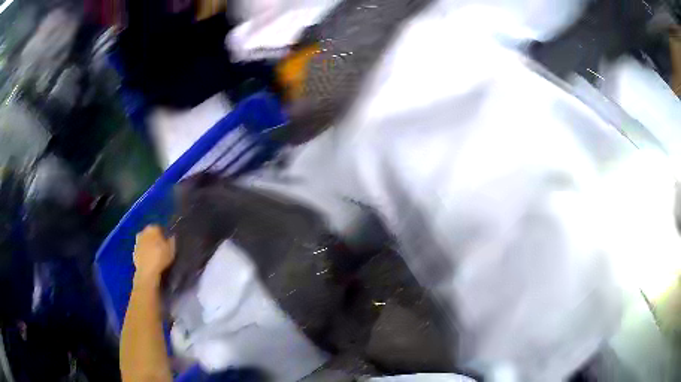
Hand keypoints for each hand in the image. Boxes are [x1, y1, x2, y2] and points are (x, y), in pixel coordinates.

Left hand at [133, 225, 174, 284]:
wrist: (147, 272)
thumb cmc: (161, 257)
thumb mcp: (172, 249)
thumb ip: (172, 240)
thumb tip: (171, 236)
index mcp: (153, 228)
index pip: (159, 228)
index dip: (164, 235)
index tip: (167, 242)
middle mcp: (143, 232)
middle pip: (150, 234)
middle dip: (154, 239)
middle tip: (161, 248)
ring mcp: (137, 242)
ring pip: (145, 242)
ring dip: (148, 246)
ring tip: (155, 255)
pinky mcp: (134, 252)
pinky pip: (141, 251)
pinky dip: (144, 254)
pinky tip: (149, 261)